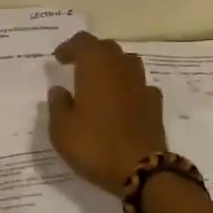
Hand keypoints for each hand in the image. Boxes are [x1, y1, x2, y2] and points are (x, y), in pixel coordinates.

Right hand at [47, 32, 166, 194]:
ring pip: (127, 63)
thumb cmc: (95, 145)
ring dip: (113, 66)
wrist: (141, 170)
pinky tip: (123, 102)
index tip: (58, 59)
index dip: (69, 47)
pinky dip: (129, 88)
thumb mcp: (61, 130)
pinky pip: (140, 86)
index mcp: (96, 66)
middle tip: (77, 66)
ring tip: (100, 82)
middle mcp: (121, 67)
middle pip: (107, 48)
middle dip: (91, 53)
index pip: (83, 42)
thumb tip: (59, 90)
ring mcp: (141, 84)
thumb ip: (57, 105)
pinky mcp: (155, 104)